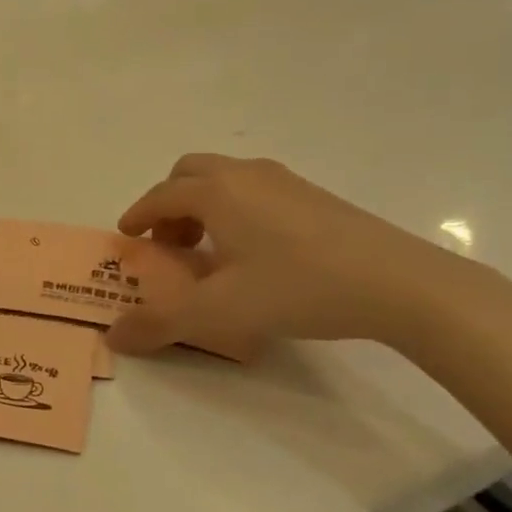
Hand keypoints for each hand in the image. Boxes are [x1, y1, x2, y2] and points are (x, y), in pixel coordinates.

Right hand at [108, 155, 474, 358]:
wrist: (397, 283)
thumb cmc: (297, 287)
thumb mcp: (220, 312)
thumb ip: (161, 323)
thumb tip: (114, 337)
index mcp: (215, 192)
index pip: (160, 196)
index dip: (138, 215)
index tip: (127, 236)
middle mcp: (244, 175)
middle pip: (189, 173)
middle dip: (169, 204)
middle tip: (169, 244)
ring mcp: (284, 181)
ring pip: (225, 179)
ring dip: (203, 205)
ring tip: (210, 250)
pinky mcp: (314, 195)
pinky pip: (255, 189)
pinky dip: (235, 209)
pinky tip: (255, 251)